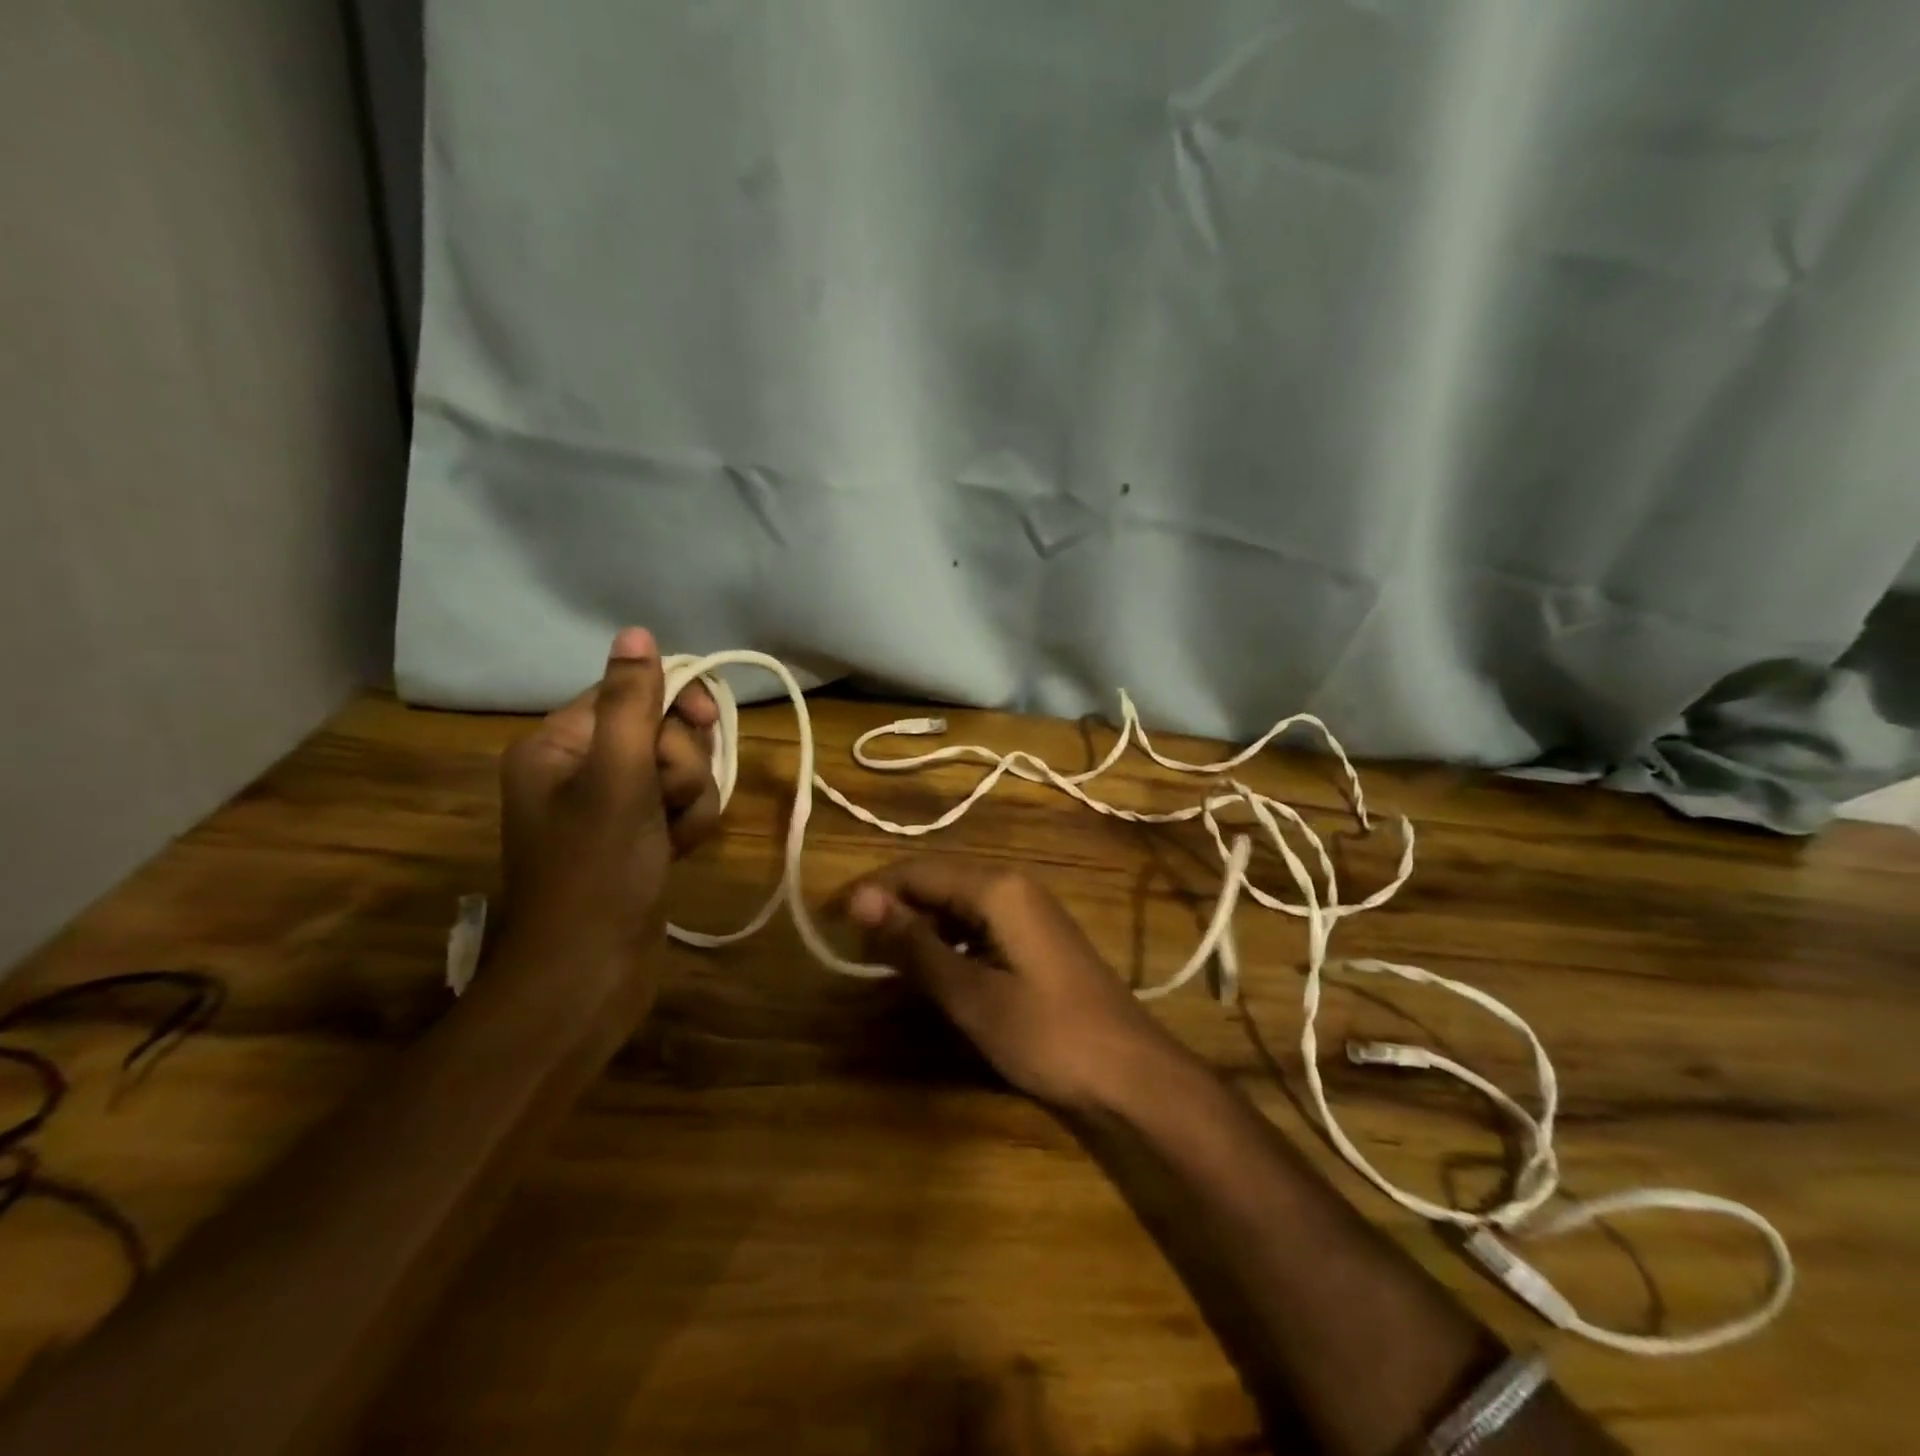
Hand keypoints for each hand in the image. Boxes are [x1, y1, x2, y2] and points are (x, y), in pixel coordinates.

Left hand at [498, 627, 722, 972]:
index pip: (631, 692)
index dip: (675, 703)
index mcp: (559, 745)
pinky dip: (690, 823)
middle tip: (668, 799)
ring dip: (692, 798)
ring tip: (675, 836)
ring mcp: (612, 806)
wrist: (590, 974)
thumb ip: (630, 703)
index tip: (707, 721)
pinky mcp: (637, 837)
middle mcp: (581, 768)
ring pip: (680, 770)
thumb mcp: (617, 778)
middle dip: (682, 763)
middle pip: (661, 731)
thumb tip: (635, 632)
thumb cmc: (598, 870)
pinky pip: (681, 805)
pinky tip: (680, 851)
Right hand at [844, 858, 1183, 1111]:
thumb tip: (859, 901)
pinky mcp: (1036, 937)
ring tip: (881, 957)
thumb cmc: (1048, 1035)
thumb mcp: (971, 995)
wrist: (1131, 1075)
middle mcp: (1014, 885)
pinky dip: (947, 940)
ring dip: (918, 923)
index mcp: (998, 887)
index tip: (829, 919)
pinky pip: (979, 923)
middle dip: (892, 905)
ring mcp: (1029, 910)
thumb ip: (914, 945)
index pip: (917, 871)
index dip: (871, 891)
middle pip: (937, 880)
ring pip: (957, 902)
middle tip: (850, 942)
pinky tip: (932, 968)